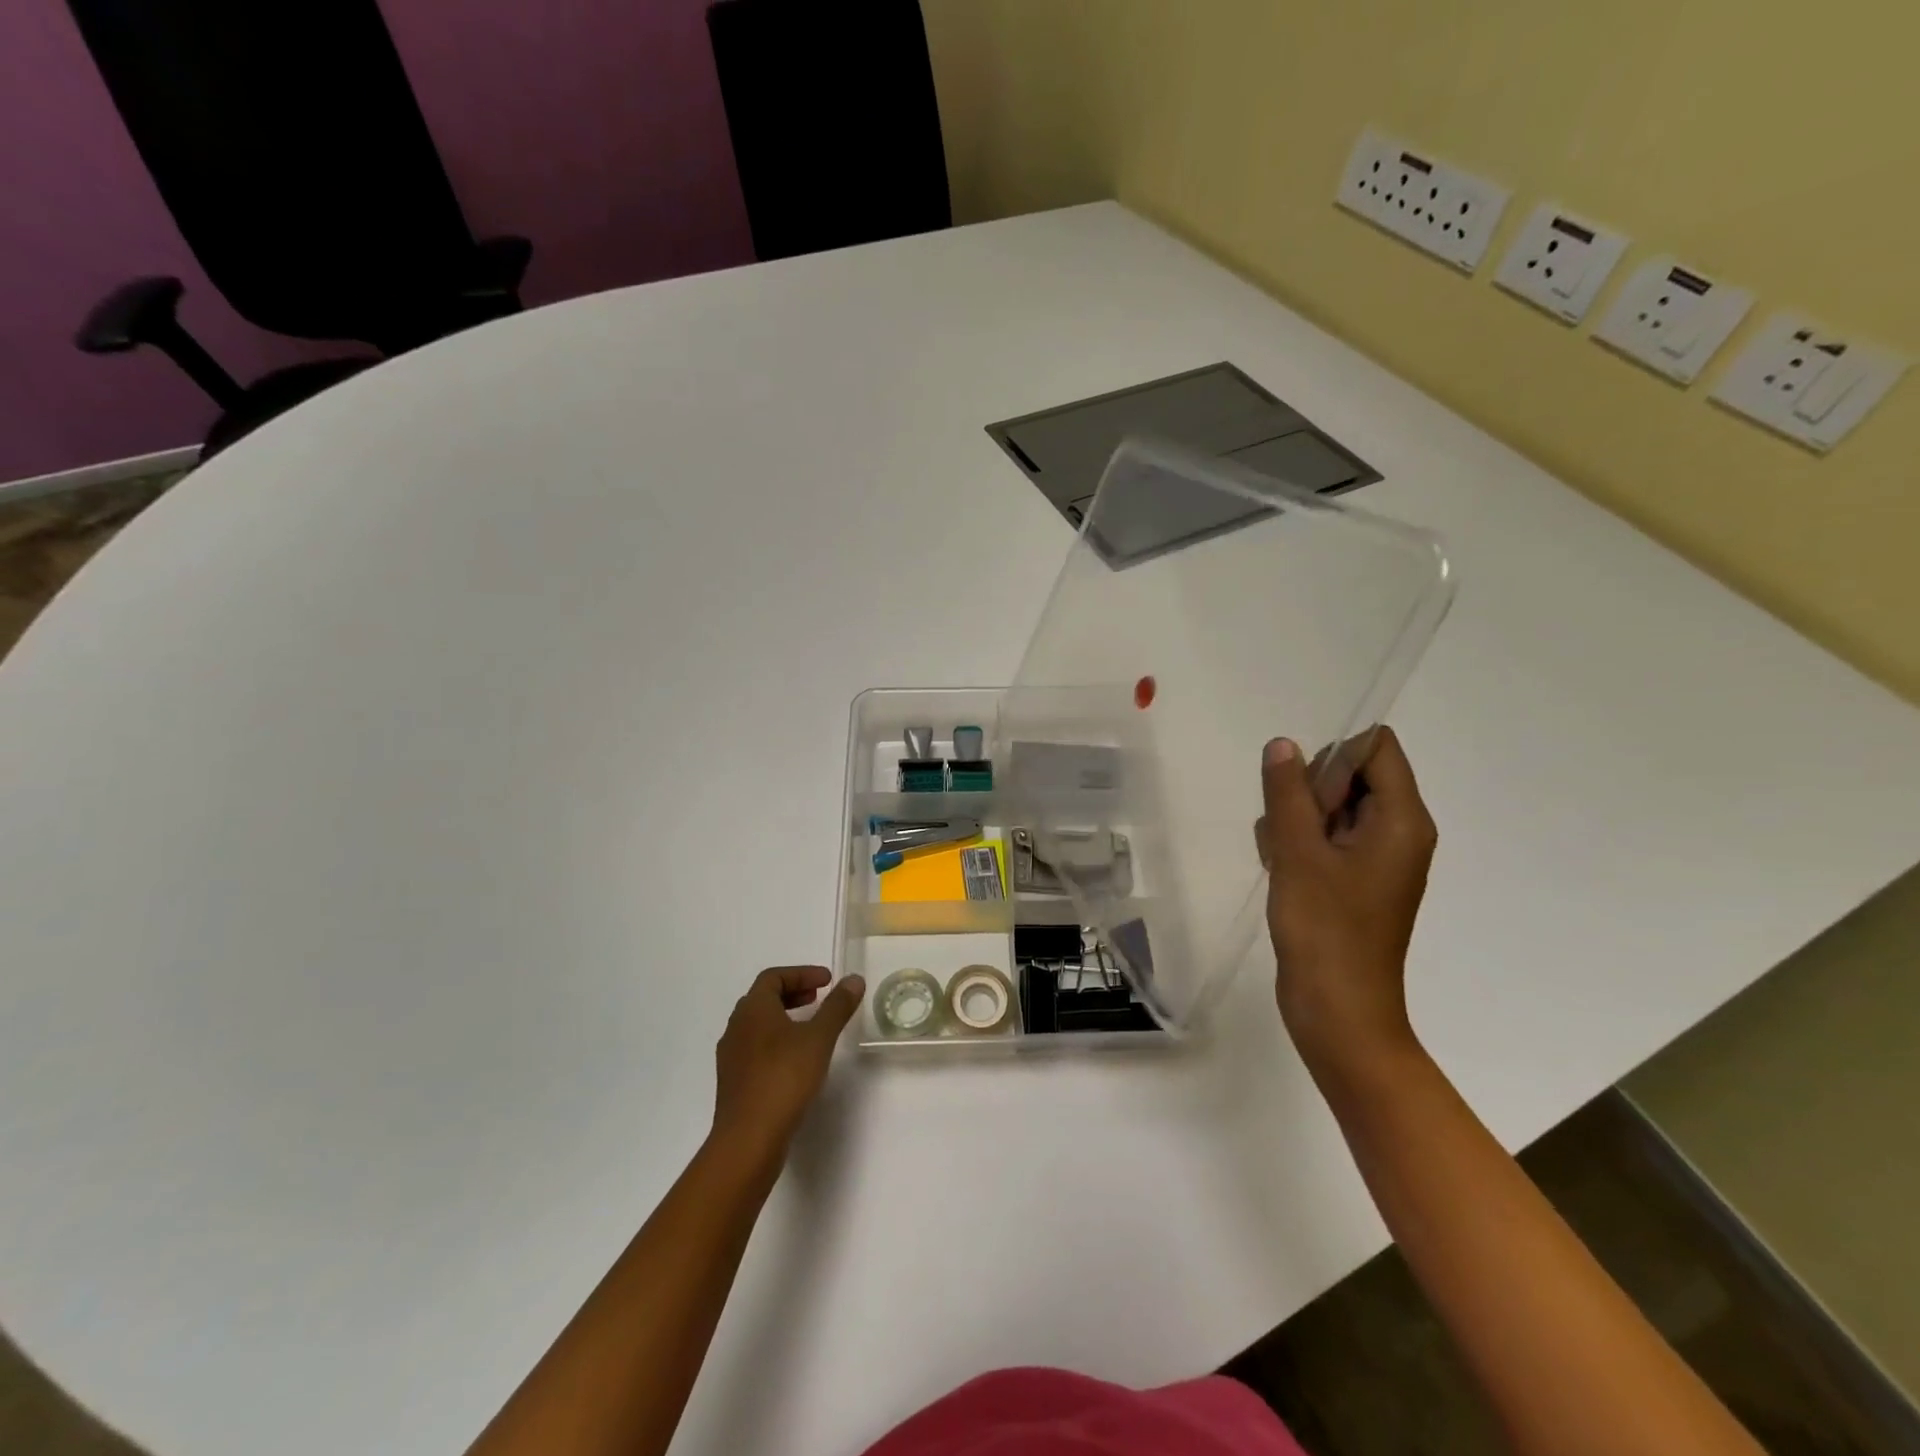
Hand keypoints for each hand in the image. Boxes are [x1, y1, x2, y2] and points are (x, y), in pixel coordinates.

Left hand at [711, 967, 864, 1167]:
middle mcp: (736, 1026)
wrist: (748, 1139)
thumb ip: (837, 1006)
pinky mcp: (733, 1081)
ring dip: (784, 1017)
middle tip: (819, 998)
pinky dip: (776, 1041)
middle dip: (793, 993)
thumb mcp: (819, 1038)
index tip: (827, 981)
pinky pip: (755, 1048)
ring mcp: (731, 1056)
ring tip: (810, 1028)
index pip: (773, 976)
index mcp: (753, 1009)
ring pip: (758, 1024)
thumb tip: (853, 979)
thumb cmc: (784, 1078)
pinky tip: (795, 1060)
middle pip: (763, 998)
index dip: (802, 973)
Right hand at [1256, 727, 1435, 1079]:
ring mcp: (1377, 859)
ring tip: (1282, 858)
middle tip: (1289, 832)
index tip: (1304, 793)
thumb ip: (1289, 793)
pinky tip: (1281, 871)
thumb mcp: (1299, 853)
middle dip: (1310, 791)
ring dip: (1298, 820)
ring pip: (1333, 808)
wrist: (1339, 1012)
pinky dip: (1300, 844)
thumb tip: (1282, 744)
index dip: (1334, 756)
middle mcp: (1399, 832)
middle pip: (1354, 775)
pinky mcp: (1356, 882)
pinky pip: (1328, 839)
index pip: (1376, 748)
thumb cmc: (1326, 929)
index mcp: (1402, 820)